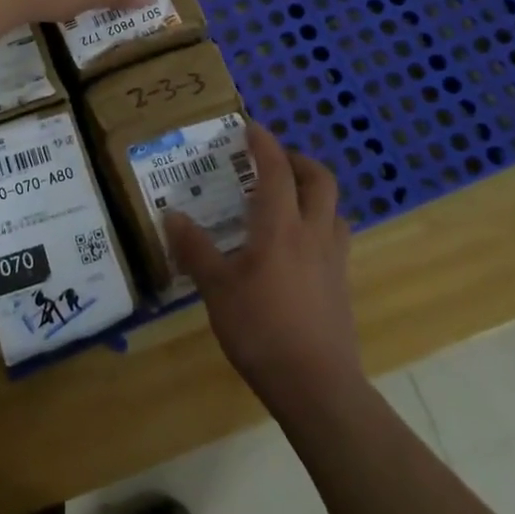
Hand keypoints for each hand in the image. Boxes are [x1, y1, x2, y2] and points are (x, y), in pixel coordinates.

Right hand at [165, 123, 362, 413]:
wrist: (317, 385)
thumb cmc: (261, 330)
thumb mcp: (216, 290)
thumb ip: (195, 250)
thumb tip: (172, 216)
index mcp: (280, 228)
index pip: (277, 171)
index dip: (265, 144)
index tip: (251, 127)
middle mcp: (313, 233)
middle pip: (320, 180)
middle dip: (298, 160)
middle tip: (272, 160)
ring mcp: (333, 259)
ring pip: (333, 207)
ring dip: (313, 190)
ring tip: (286, 198)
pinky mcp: (342, 283)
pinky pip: (334, 235)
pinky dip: (318, 221)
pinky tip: (297, 244)